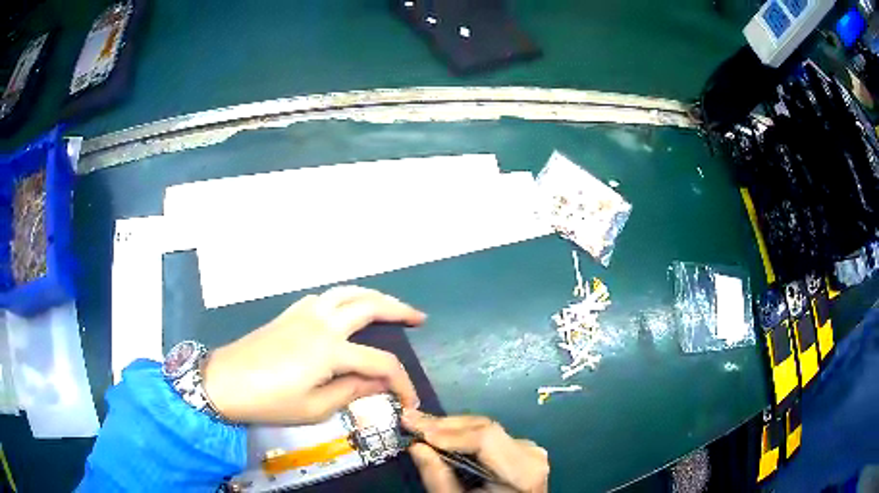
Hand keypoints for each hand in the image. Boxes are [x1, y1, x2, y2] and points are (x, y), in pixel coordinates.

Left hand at [202, 286, 425, 423]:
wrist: (224, 381)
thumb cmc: (269, 401)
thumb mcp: (314, 408)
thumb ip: (352, 392)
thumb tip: (379, 383)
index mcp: (330, 350)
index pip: (380, 363)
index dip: (402, 382)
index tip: (410, 400)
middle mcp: (323, 322)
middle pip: (370, 306)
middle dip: (399, 310)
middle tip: (418, 318)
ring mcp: (305, 312)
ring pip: (347, 291)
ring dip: (373, 295)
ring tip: (389, 306)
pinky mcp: (291, 312)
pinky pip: (326, 295)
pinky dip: (346, 296)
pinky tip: (347, 309)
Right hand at [403, 410, 549, 492]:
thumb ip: (439, 478)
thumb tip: (415, 446)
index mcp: (525, 471)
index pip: (485, 439)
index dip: (448, 432)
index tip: (414, 429)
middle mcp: (531, 452)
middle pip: (484, 428)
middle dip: (443, 425)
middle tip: (408, 420)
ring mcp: (527, 447)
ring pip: (484, 427)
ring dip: (450, 428)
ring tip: (418, 425)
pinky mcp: (519, 448)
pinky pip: (488, 435)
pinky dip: (462, 434)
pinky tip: (440, 434)